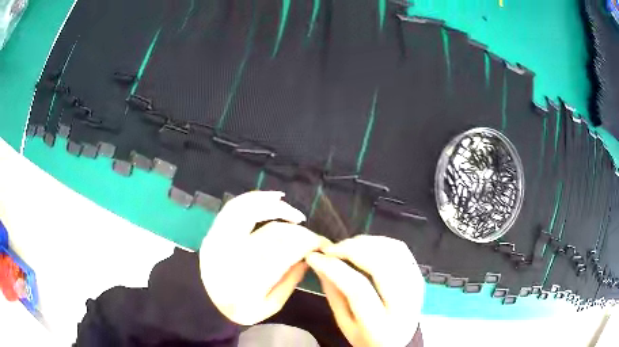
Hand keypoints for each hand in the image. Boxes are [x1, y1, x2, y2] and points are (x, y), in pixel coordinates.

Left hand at [199, 191, 330, 324]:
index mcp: (249, 281)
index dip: (307, 243)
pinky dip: (254, 198)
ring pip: (251, 211)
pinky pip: (234, 206)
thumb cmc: (238, 309)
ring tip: (294, 213)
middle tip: (311, 235)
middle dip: (298, 230)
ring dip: (276, 207)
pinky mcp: (213, 231)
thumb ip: (290, 282)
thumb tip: (308, 257)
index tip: (320, 243)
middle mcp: (234, 256)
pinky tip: (271, 198)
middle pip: (272, 232)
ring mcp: (220, 240)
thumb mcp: (269, 306)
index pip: (286, 252)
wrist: (204, 303)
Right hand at [306, 235, 423, 346]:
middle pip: (381, 266)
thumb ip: (333, 295)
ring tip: (346, 245)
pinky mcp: (419, 277)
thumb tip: (320, 262)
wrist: (397, 342)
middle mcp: (404, 305)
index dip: (335, 268)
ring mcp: (416, 289)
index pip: (358, 289)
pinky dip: (382, 242)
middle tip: (332, 248)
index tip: (315, 256)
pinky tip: (365, 245)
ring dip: (367, 242)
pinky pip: (402, 250)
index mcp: (380, 325)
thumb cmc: (366, 337)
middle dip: (353, 250)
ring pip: (394, 253)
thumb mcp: (344, 325)